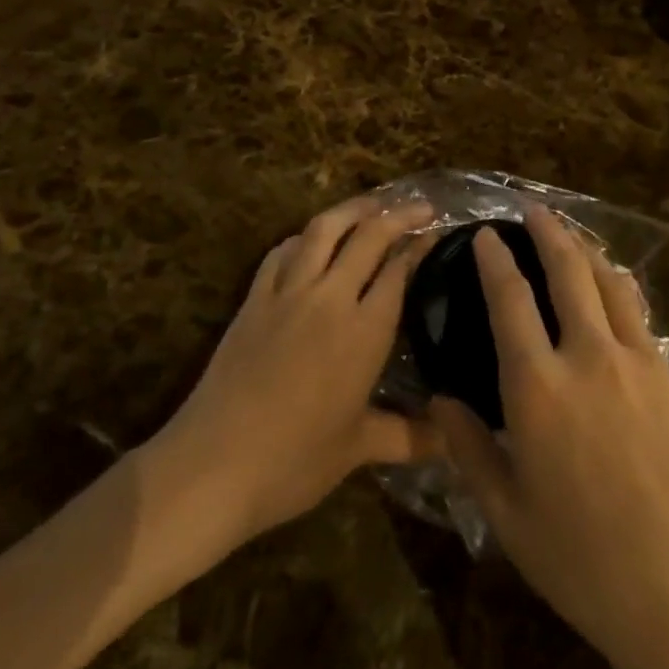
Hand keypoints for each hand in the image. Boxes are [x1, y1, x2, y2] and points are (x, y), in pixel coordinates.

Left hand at [146, 196, 438, 547]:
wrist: (214, 464)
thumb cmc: (294, 461)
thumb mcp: (358, 449)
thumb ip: (410, 437)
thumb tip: (454, 443)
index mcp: (363, 331)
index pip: (399, 270)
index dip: (421, 245)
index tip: (439, 232)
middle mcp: (330, 297)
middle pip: (369, 236)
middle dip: (399, 215)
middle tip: (421, 207)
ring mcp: (287, 292)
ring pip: (324, 229)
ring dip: (352, 209)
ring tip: (372, 204)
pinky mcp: (254, 297)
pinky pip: (282, 251)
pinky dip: (304, 237)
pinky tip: (311, 240)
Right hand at [429, 210, 668, 668]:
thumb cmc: (585, 562)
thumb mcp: (508, 515)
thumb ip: (468, 449)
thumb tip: (440, 400)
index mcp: (539, 386)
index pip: (510, 299)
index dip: (495, 260)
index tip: (485, 234)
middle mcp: (589, 356)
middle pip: (568, 271)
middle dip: (548, 231)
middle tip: (534, 209)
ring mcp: (640, 363)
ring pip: (612, 283)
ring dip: (588, 251)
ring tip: (574, 235)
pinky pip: (641, 319)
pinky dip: (621, 291)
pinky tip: (617, 295)